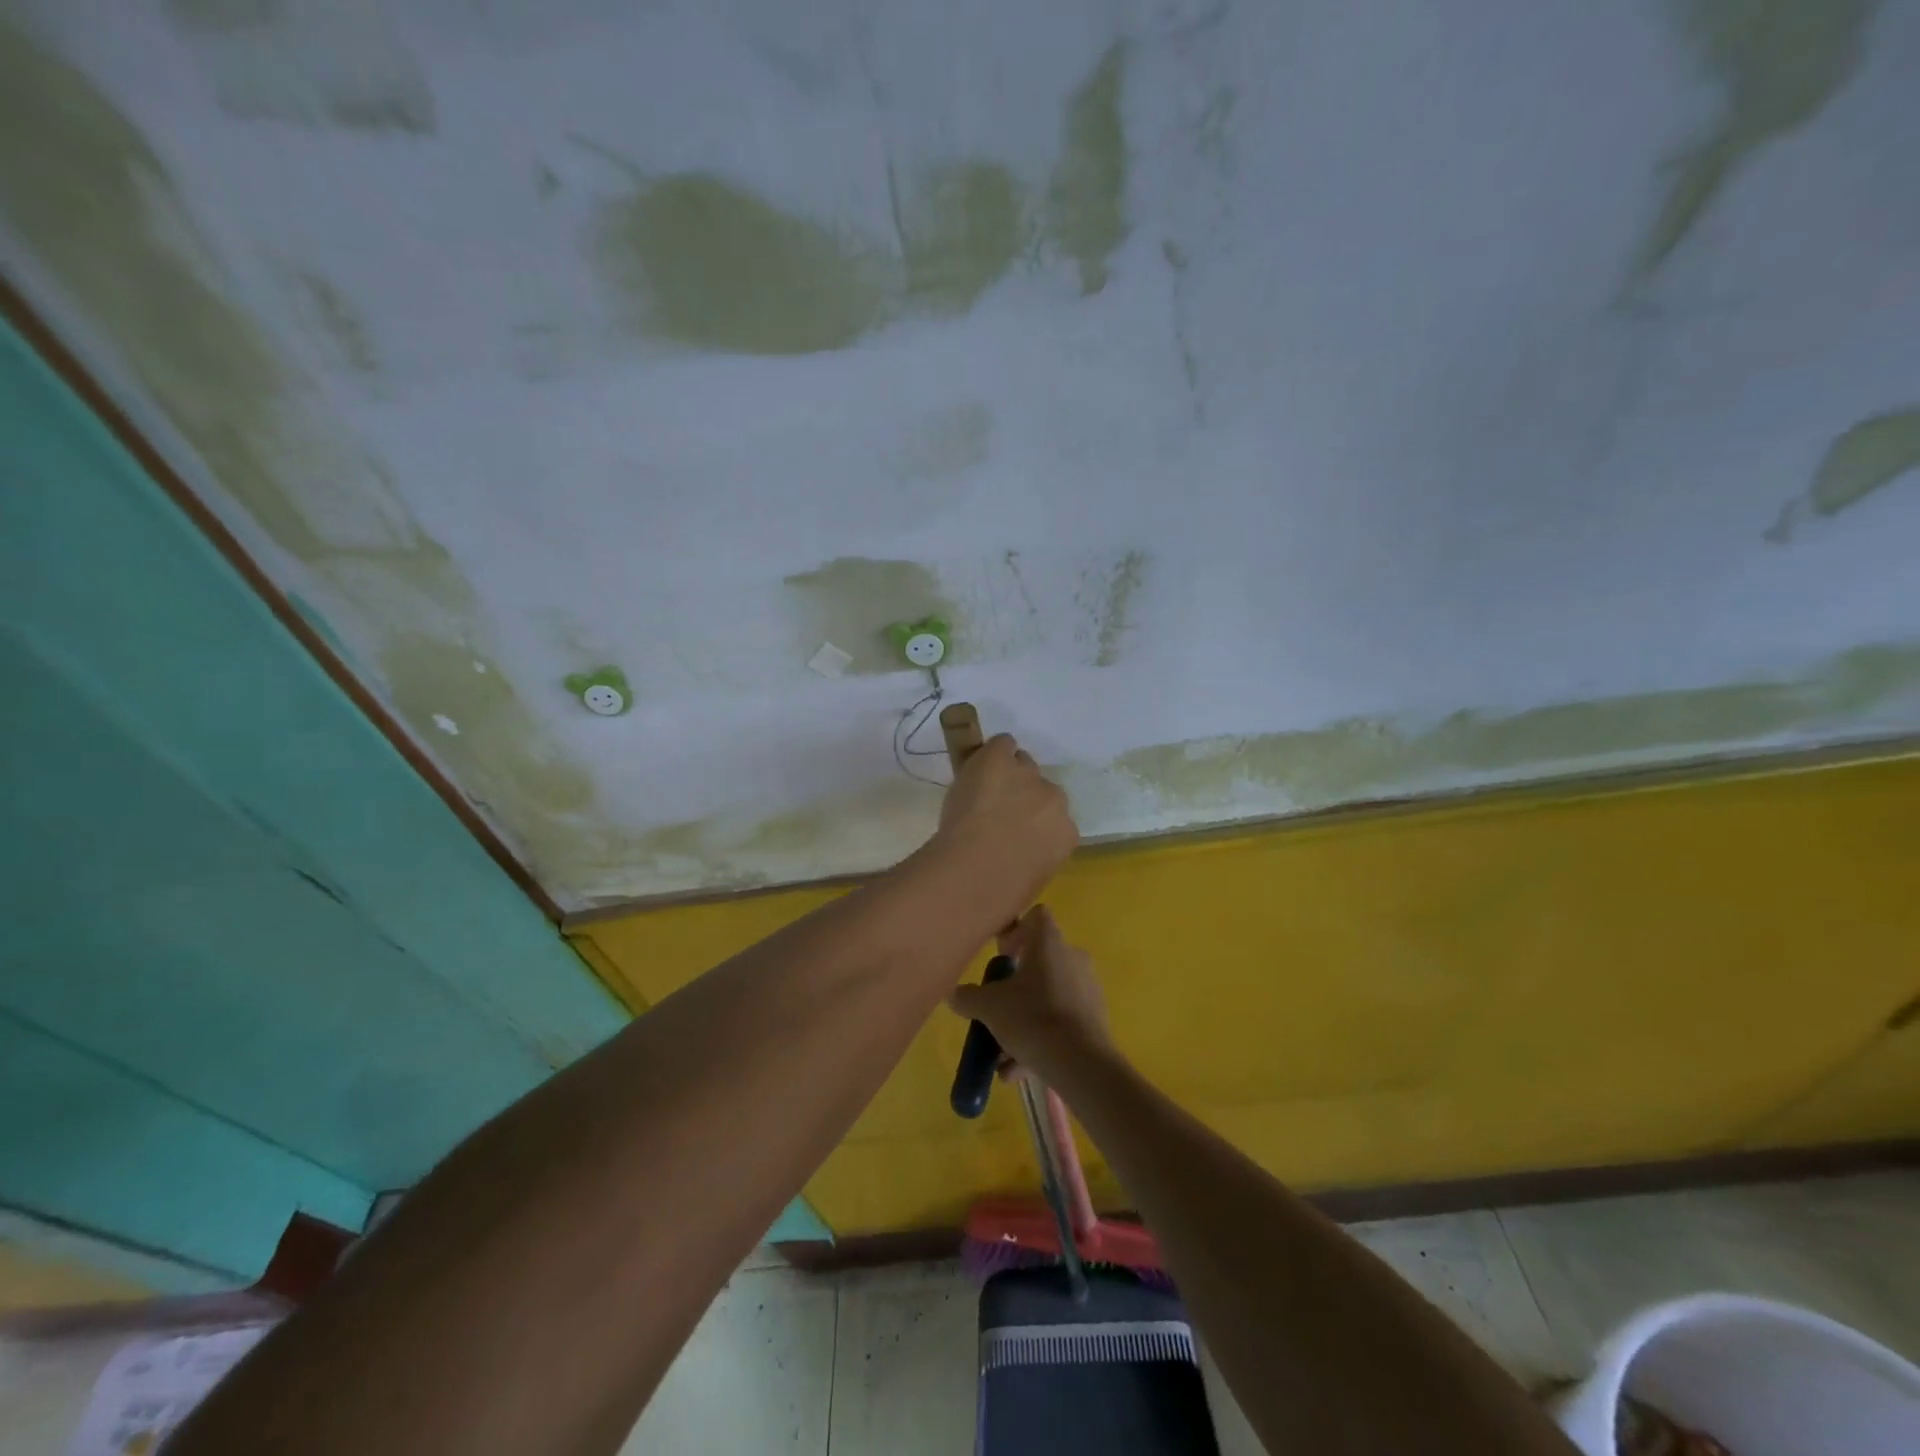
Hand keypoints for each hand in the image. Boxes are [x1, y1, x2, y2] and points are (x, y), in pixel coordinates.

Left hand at [936, 735, 1077, 899]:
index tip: (1017, 832)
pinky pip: (1004, 744)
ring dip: (1008, 774)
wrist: (976, 871)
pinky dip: (995, 751)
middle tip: (999, 811)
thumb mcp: (1032, 880)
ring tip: (985, 789)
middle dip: (1025, 797)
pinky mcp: (1001, 760)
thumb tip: (1027, 867)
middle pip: (1043, 788)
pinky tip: (982, 760)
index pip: (1057, 819)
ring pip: (1023, 764)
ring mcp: (1028, 777)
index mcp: (1066, 834)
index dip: (1035, 823)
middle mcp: (1055, 800)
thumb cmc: (1002, 894)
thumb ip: (1036, 860)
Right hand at [947, 906, 1113, 1084]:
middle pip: (1040, 962)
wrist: (1082, 1063)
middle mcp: (1072, 957)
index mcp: (1049, 943)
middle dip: (1015, 987)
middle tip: (997, 1008)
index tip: (1002, 956)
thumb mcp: (989, 1008)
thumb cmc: (1032, 1018)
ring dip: (1023, 1020)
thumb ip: (968, 997)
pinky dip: (1041, 1039)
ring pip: (1048, 997)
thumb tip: (954, 994)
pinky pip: (1061, 1021)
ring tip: (1002, 1056)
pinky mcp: (1095, 1017)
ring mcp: (1087, 988)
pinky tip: (1019, 1069)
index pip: (1036, 917)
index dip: (1017, 931)